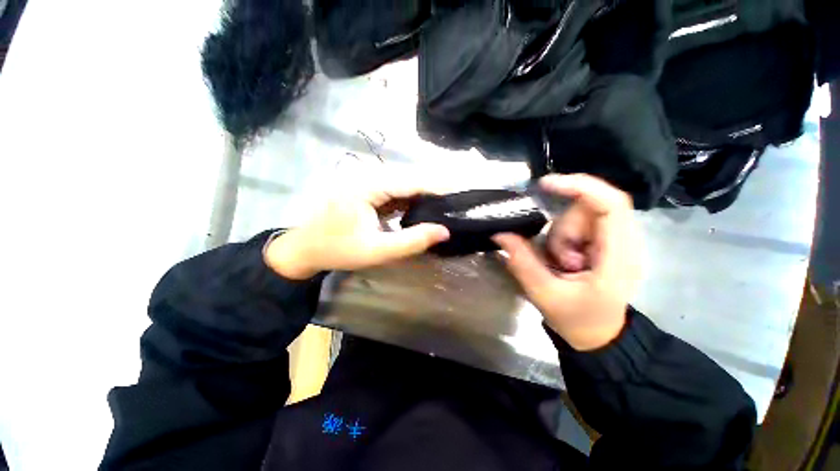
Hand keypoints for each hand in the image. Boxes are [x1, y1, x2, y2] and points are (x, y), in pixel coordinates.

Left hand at [264, 175, 449, 279]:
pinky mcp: (367, 188)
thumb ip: (412, 241)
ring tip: (445, 207)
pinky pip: (395, 191)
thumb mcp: (377, 250)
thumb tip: (444, 231)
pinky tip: (423, 210)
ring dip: (424, 195)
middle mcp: (368, 175)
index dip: (439, 187)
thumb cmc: (338, 250)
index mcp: (368, 185)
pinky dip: (411, 200)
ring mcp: (366, 180)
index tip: (462, 194)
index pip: (412, 181)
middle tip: (457, 204)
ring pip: (404, 184)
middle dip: (434, 191)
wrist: (305, 248)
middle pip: (410, 179)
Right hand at [493, 174, 640, 350]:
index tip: (545, 185)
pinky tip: (563, 261)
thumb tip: (499, 233)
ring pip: (579, 217)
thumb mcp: (544, 294)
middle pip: (590, 209)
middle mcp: (623, 242)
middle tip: (553, 257)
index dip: (580, 187)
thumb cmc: (577, 320)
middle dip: (562, 227)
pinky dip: (562, 238)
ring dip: (560, 236)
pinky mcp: (603, 242)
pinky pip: (577, 226)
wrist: (598, 336)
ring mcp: (614, 241)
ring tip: (560, 265)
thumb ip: (521, 262)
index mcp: (617, 257)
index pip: (611, 205)